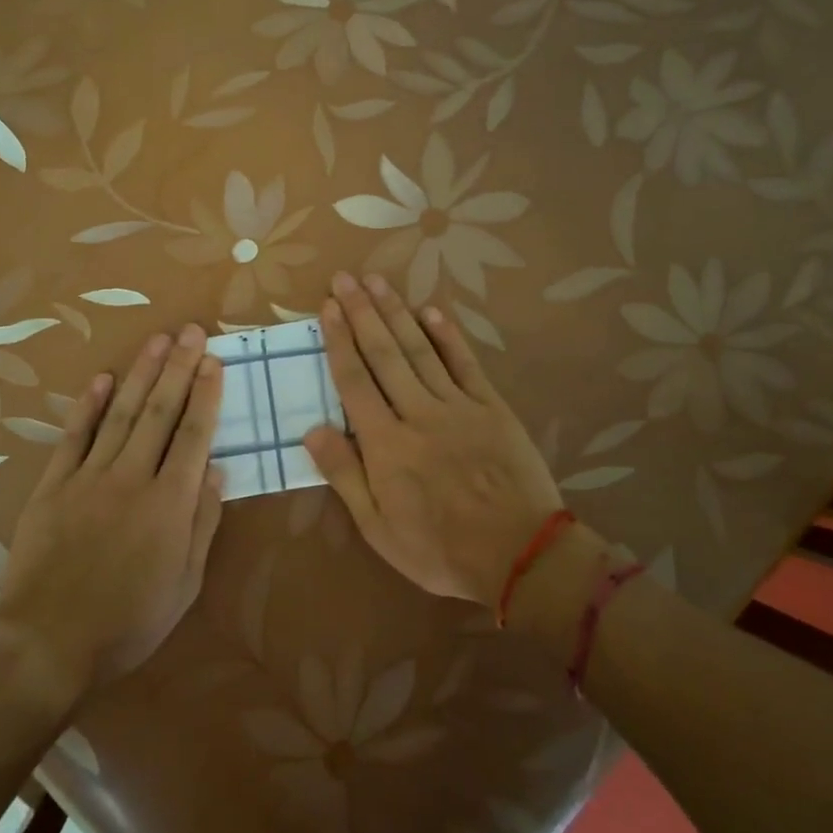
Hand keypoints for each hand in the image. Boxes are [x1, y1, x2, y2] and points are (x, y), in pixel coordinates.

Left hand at [0, 324, 224, 696]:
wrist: (49, 641)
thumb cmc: (128, 621)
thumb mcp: (184, 584)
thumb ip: (201, 524)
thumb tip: (216, 472)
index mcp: (169, 504)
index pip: (194, 436)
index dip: (206, 395)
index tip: (214, 362)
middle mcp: (132, 478)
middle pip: (159, 413)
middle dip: (179, 368)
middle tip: (192, 331)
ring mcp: (88, 478)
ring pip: (120, 414)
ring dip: (140, 374)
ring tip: (158, 340)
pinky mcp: (53, 486)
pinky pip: (73, 437)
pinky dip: (87, 406)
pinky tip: (101, 378)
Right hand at [303, 272, 563, 606]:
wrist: (520, 555)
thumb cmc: (440, 549)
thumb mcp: (378, 528)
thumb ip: (344, 475)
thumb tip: (311, 430)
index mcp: (385, 444)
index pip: (354, 381)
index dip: (338, 341)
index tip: (327, 307)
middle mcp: (418, 413)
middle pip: (384, 354)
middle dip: (362, 312)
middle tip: (345, 277)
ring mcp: (458, 406)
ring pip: (420, 350)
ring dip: (396, 312)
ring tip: (377, 281)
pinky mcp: (492, 407)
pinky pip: (465, 364)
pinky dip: (448, 336)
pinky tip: (432, 311)